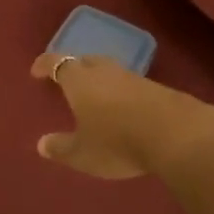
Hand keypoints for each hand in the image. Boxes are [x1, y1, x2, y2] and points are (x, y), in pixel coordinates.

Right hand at [30, 52, 213, 178]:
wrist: (177, 133)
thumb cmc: (118, 141)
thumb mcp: (83, 153)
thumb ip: (62, 148)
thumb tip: (41, 144)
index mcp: (80, 81)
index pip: (57, 63)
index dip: (45, 64)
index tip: (36, 70)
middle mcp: (104, 71)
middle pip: (85, 60)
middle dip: (74, 66)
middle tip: (67, 78)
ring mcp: (132, 77)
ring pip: (109, 70)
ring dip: (99, 78)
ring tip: (95, 93)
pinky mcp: (156, 88)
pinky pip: (129, 83)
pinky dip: (120, 91)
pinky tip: (124, 107)